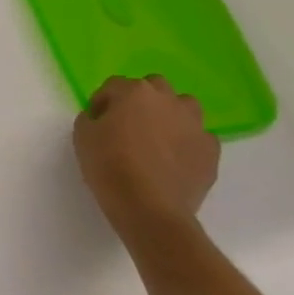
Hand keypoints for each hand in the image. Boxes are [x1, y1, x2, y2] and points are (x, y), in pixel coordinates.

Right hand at [73, 75, 218, 242]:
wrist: (149, 208)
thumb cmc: (109, 166)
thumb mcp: (83, 136)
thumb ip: (91, 118)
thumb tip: (102, 118)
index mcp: (134, 91)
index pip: (114, 86)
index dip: (103, 102)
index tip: (97, 121)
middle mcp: (167, 100)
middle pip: (154, 86)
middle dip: (141, 100)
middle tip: (129, 123)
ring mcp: (194, 125)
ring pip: (185, 106)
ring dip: (171, 115)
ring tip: (159, 137)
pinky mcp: (211, 151)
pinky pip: (200, 137)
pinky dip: (189, 142)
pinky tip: (176, 159)